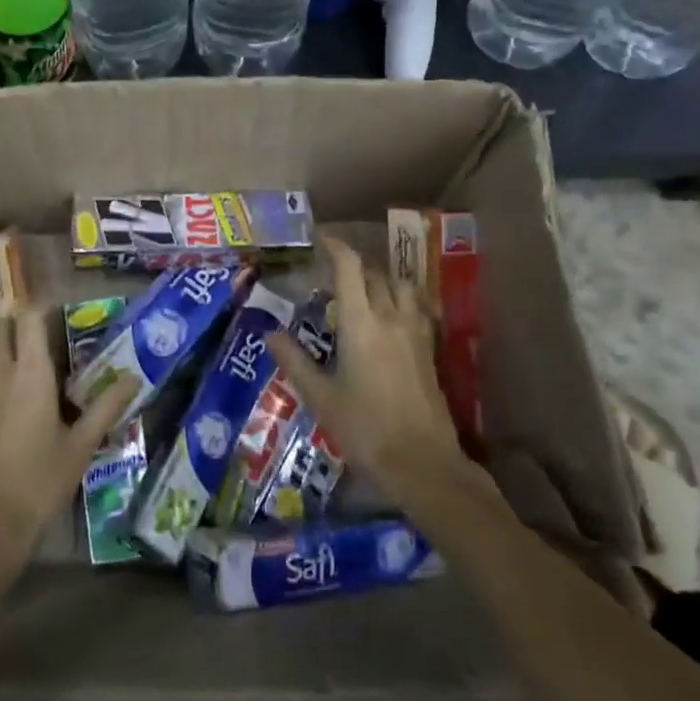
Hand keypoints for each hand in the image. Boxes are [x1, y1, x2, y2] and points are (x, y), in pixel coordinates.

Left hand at [0, 306, 138, 579]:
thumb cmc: (40, 481)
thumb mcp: (82, 446)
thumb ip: (107, 407)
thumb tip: (133, 377)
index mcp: (30, 374)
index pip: (28, 320)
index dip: (40, 307)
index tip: (59, 309)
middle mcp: (0, 375)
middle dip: (17, 321)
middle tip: (44, 332)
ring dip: (5, 345)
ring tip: (33, 360)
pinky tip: (15, 396)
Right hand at [265, 234, 467, 504]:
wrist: (422, 462)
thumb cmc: (364, 429)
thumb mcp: (320, 397)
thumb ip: (294, 360)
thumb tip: (269, 331)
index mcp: (361, 323)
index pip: (350, 268)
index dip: (336, 246)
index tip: (321, 237)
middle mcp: (391, 317)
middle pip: (375, 273)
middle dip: (353, 264)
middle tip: (332, 272)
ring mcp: (416, 332)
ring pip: (401, 286)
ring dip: (381, 278)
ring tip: (364, 289)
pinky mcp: (430, 349)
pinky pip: (418, 307)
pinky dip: (403, 298)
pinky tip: (393, 315)